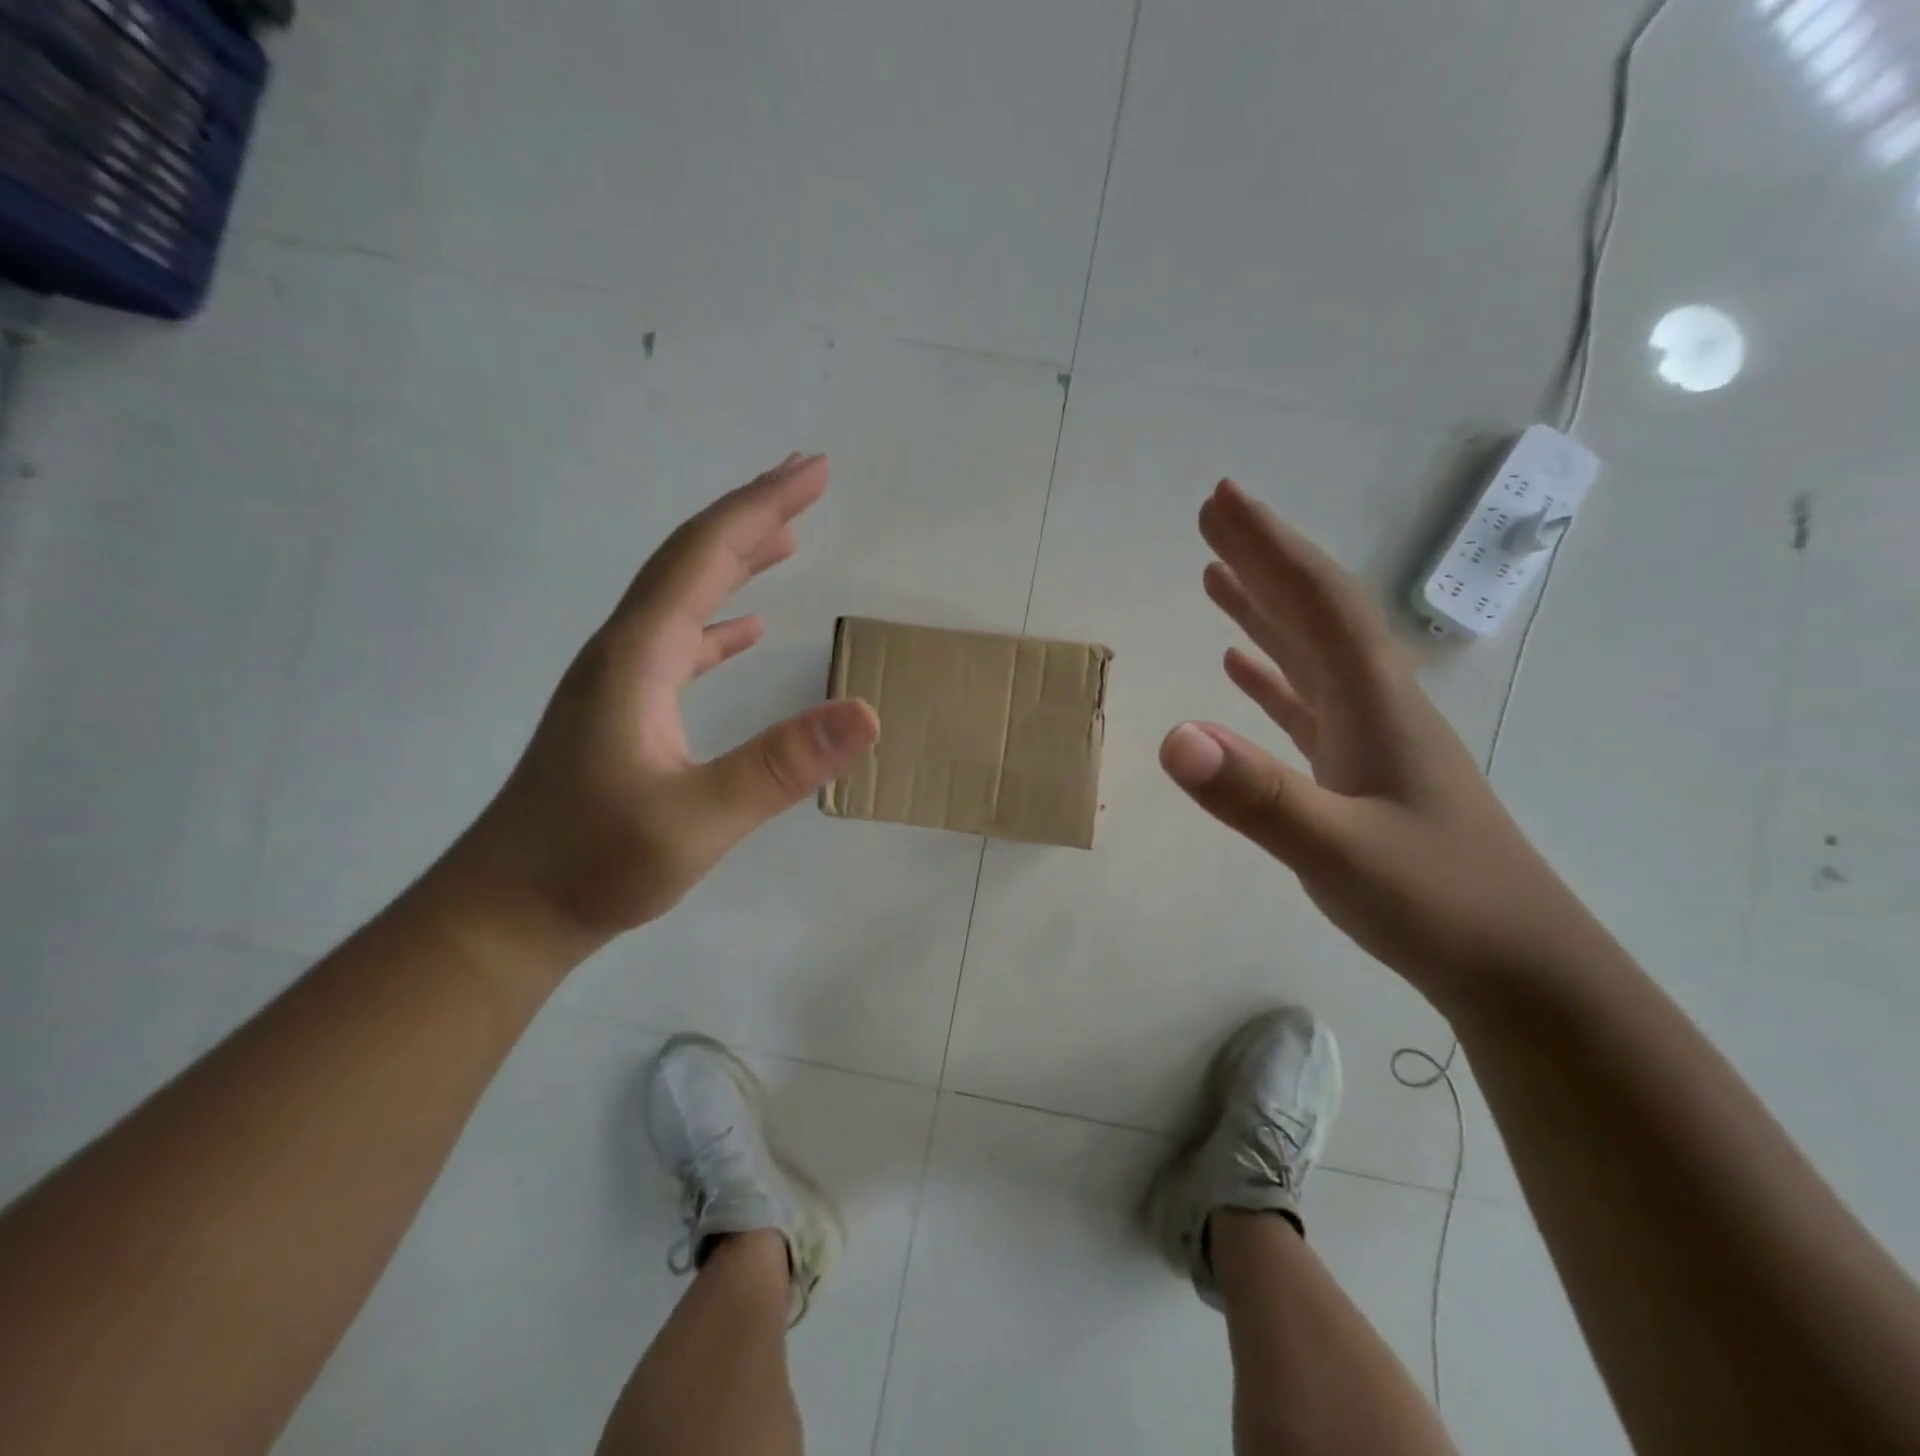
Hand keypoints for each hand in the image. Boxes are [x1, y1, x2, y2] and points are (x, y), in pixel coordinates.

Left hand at [451, 455, 879, 955]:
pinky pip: (679, 644)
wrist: (508, 911)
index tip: (814, 470)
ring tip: (786, 538)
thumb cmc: (594, 864)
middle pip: (691, 560)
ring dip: (735, 561)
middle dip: (752, 515)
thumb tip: (867, 713)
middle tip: (808, 481)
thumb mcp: (696, 820)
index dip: (760, 507)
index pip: (704, 556)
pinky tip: (747, 630)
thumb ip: (780, 766)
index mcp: (638, 656)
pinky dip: (719, 623)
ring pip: (684, 597)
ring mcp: (621, 682)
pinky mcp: (624, 713)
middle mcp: (624, 652)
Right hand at [1159, 479, 1586, 999]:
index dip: (1267, 546)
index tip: (1220, 500)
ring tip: (1216, 576)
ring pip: (1309, 652)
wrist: (1519, 969)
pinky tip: (1240, 668)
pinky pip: (1308, 703)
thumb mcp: (1338, 853)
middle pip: (1314, 611)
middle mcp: (1375, 703)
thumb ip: (1256, 796)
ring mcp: (1371, 738)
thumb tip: (1172, 737)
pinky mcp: (1362, 772)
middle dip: (1263, 559)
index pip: (1315, 601)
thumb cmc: (1438, 904)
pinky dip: (1271, 675)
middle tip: (1212, 517)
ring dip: (1264, 609)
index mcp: (1375, 701)